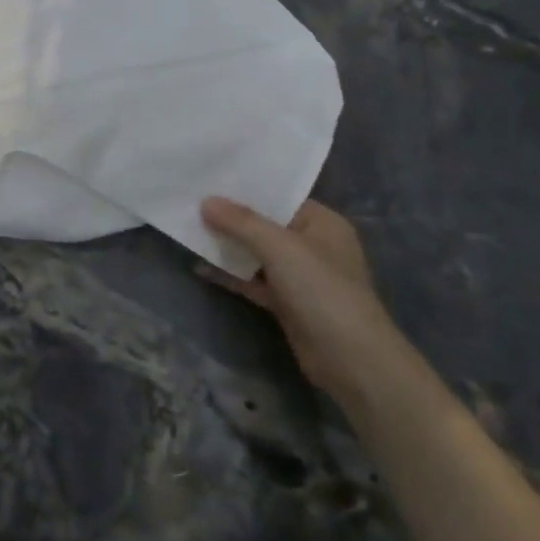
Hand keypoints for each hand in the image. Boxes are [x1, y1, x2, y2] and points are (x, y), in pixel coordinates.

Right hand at [200, 197, 402, 402]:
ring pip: (257, 254)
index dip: (246, 189)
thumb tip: (206, 201)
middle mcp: (312, 245)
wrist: (351, 360)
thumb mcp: (281, 247)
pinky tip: (200, 267)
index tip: (209, 180)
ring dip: (228, 246)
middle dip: (231, 218)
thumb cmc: (322, 290)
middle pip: (265, 225)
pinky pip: (253, 280)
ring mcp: (300, 276)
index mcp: (322, 223)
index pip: (280, 198)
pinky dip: (231, 274)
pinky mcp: (287, 303)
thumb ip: (242, 222)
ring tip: (189, 230)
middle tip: (191, 202)